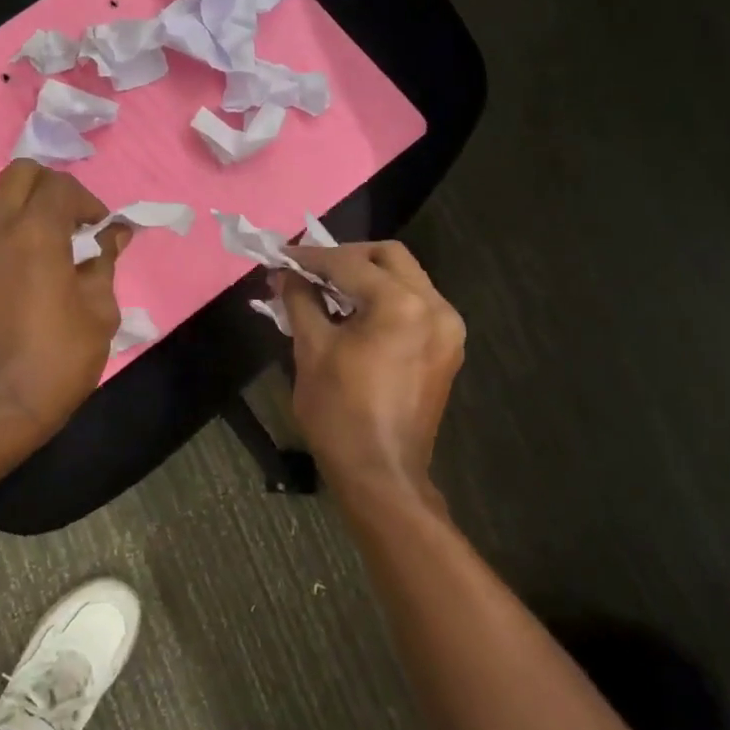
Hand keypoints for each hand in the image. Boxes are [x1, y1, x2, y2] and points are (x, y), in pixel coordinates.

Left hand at [0, 162, 127, 442]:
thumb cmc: (60, 357)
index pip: (59, 186)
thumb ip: (105, 262)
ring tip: (55, 239)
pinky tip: (33, 260)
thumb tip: (115, 234)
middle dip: (53, 187)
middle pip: (20, 174)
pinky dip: (11, 226)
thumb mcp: (100, 311)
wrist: (1, 404)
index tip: (102, 229)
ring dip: (29, 204)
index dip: (88, 202)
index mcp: (35, 234)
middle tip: (76, 221)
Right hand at [279, 241, 465, 499]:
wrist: (380, 473)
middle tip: (310, 270)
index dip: (311, 257)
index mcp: (401, 305)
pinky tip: (355, 314)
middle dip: (346, 258)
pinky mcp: (447, 349)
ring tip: (328, 290)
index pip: (350, 264)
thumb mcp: (311, 351)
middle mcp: (435, 307)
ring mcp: (448, 329)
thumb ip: (300, 301)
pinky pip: (415, 306)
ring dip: (367, 277)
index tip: (281, 255)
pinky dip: (385, 300)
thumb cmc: (339, 413)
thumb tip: (285, 274)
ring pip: (406, 279)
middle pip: (389, 258)